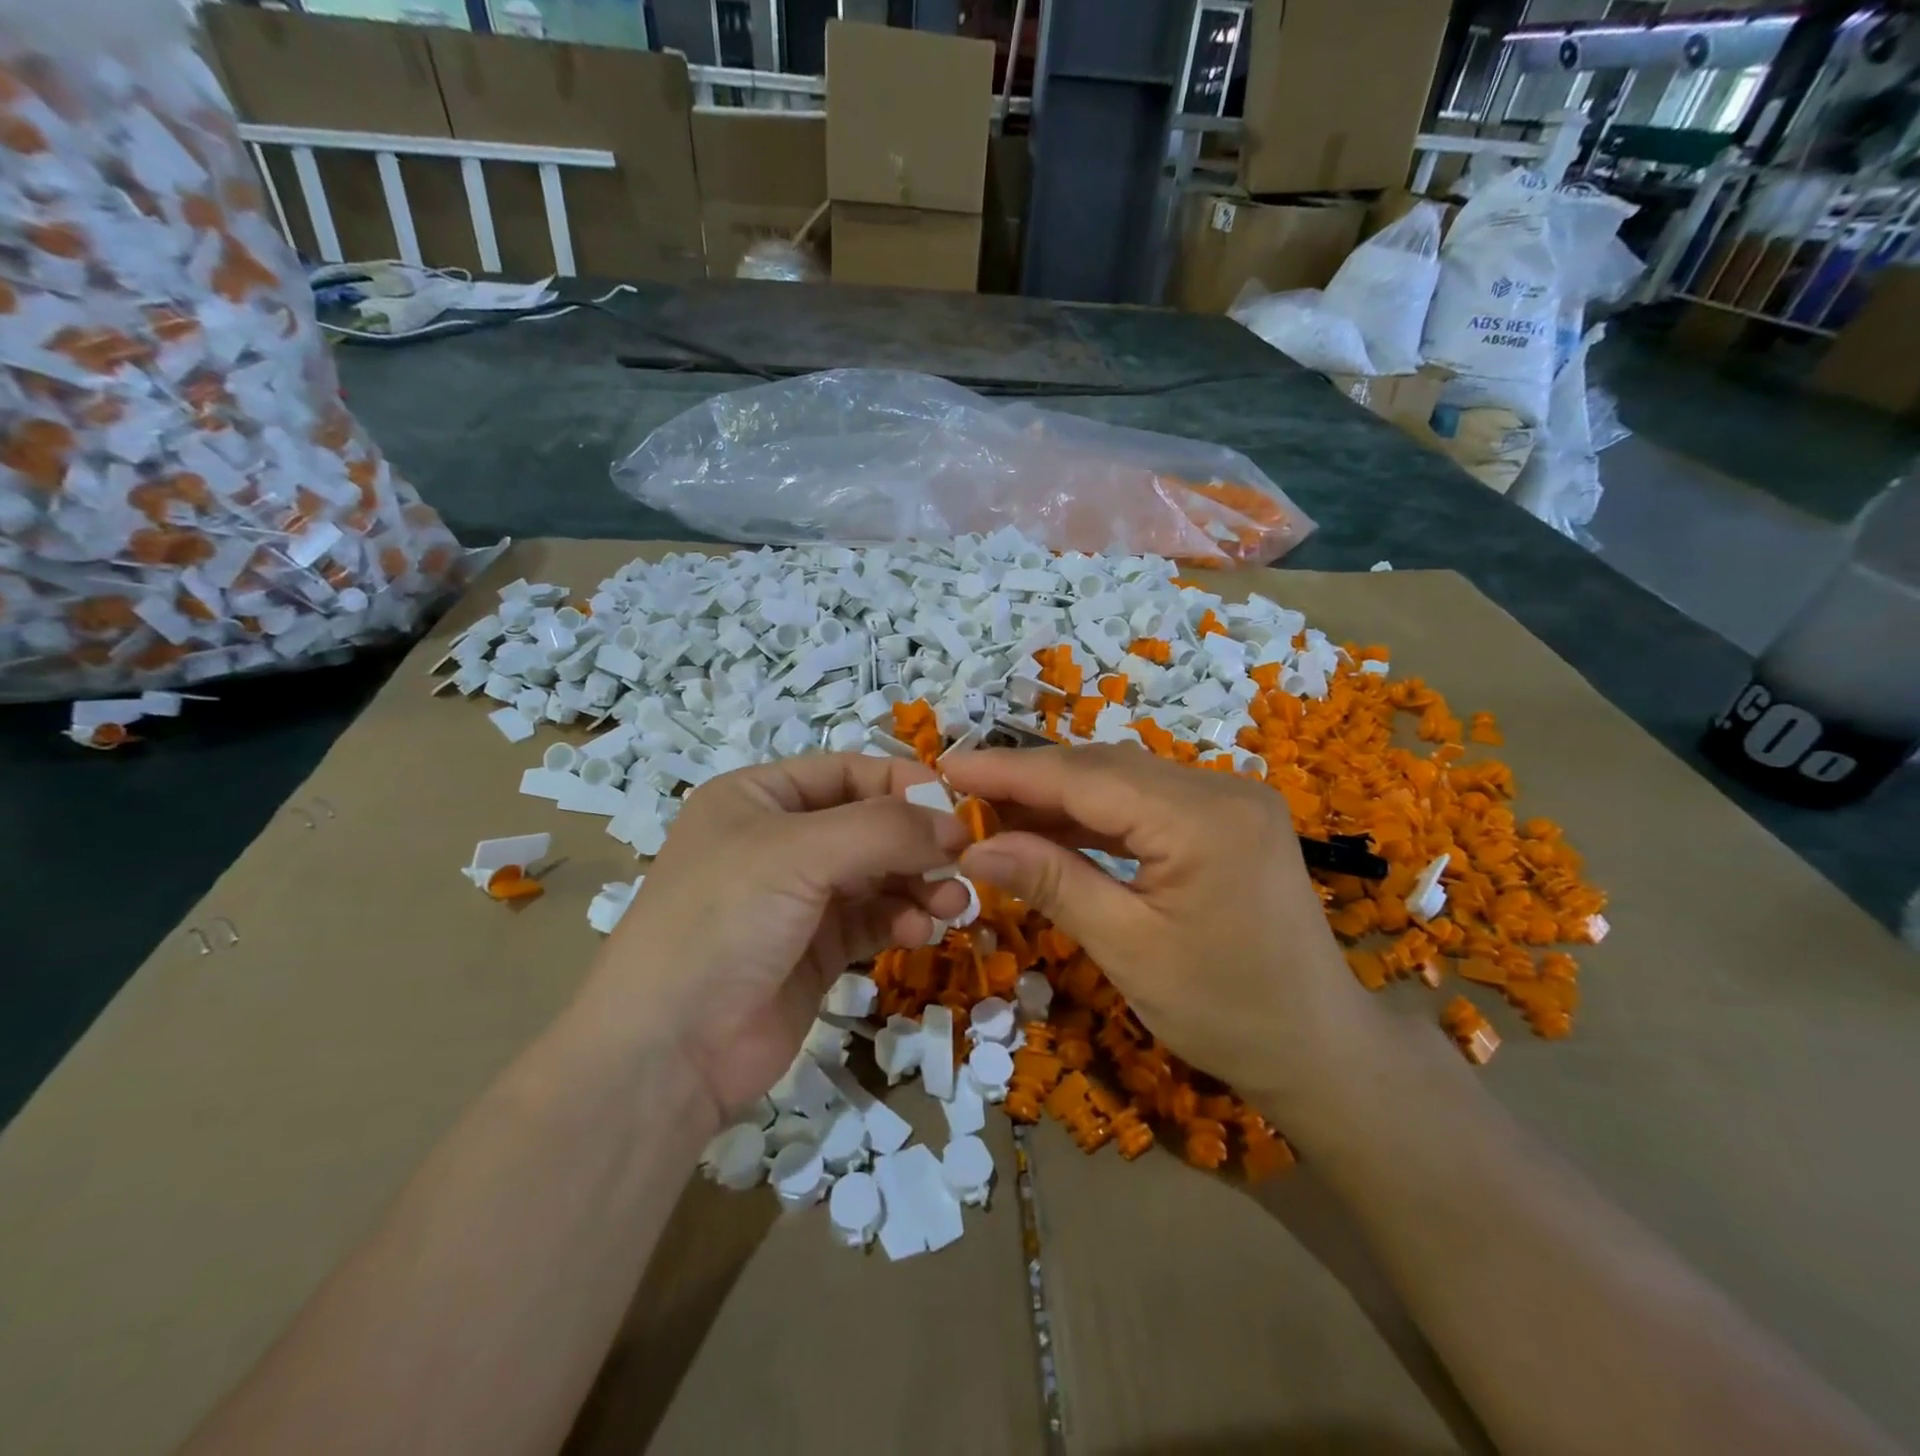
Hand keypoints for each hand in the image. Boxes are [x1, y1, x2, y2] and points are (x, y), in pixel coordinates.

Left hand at [583, 755, 972, 1125]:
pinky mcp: (816, 950)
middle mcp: (779, 841)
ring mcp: (798, 899)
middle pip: (869, 825)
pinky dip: (901, 919)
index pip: (847, 772)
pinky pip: (873, 919)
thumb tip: (958, 825)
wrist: (667, 1052)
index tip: (957, 809)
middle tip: (964, 863)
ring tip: (951, 904)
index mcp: (759, 798)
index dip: (903, 785)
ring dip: (918, 884)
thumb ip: (885, 830)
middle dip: (917, 843)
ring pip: (878, 875)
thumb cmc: (723, 921)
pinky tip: (920, 931)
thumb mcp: (800, 854)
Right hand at [940, 746, 1386, 1122]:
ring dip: (1059, 797)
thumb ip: (1052, 883)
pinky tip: (1052, 831)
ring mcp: (1228, 800)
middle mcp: (1220, 788)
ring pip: (1122, 781)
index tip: (946, 769)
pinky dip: (1095, 817)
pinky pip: (1145, 804)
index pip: (1085, 778)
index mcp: (1203, 817)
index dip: (1010, 772)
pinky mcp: (1226, 820)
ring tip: (994, 814)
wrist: (1319, 1050)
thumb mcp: (1128, 948)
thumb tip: (975, 847)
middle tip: (960, 795)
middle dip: (1029, 781)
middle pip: (1103, 769)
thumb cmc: (1226, 1012)